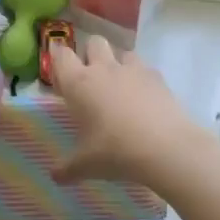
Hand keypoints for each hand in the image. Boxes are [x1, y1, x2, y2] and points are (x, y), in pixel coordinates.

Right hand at [47, 35, 205, 185]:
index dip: (59, 60)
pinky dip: (142, 79)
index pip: (61, 56)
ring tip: (120, 88)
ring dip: (118, 63)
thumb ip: (67, 168)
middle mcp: (104, 69)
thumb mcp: (86, 165)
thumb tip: (54, 177)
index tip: (61, 75)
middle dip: (90, 54)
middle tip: (91, 80)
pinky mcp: (158, 77)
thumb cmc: (114, 151)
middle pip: (94, 42)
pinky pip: (145, 69)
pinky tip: (144, 100)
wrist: (165, 147)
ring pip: (122, 52)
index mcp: (79, 84)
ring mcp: (133, 70)